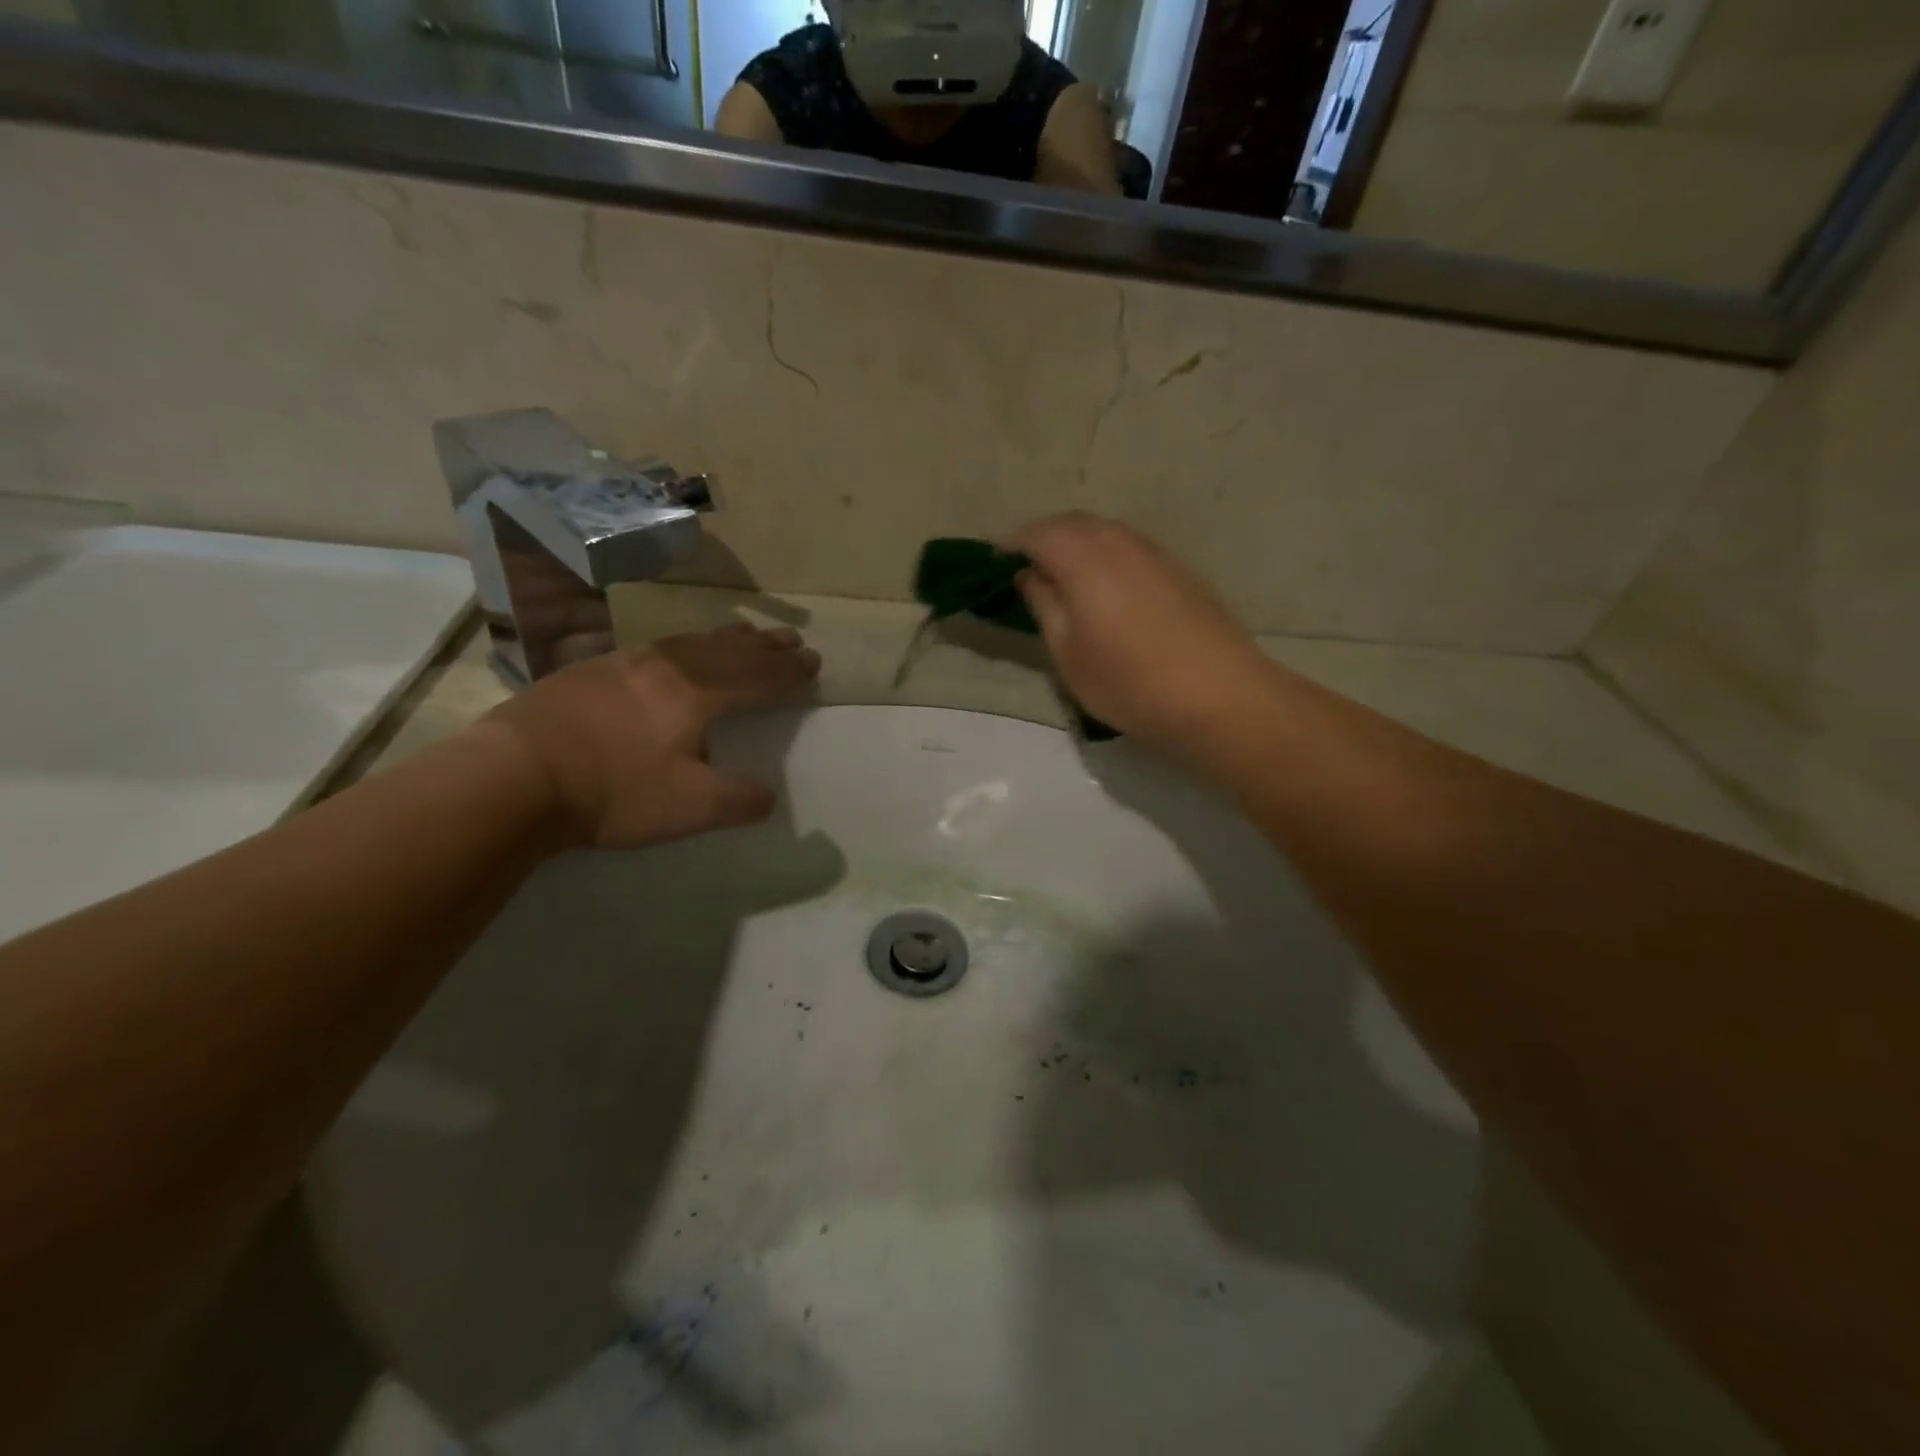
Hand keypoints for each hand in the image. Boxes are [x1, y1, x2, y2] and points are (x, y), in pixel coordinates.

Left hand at [480, 624, 819, 848]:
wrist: (515, 776)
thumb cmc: (613, 791)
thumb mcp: (690, 808)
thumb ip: (738, 801)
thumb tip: (769, 796)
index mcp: (697, 695)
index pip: (756, 679)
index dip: (788, 674)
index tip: (814, 664)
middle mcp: (667, 667)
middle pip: (729, 650)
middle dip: (766, 648)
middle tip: (793, 640)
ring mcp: (625, 663)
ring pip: (692, 642)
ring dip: (728, 639)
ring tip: (749, 634)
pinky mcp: (591, 669)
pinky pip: (658, 647)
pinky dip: (687, 644)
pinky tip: (677, 651)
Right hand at [1011, 513, 1278, 754]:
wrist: (1219, 696)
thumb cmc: (1129, 682)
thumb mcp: (1068, 653)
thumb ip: (1043, 605)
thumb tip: (1029, 575)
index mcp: (1084, 558)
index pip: (1037, 534)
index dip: (1010, 545)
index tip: (994, 564)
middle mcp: (1119, 542)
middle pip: (1071, 524)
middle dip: (1043, 538)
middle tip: (1024, 569)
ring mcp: (1154, 552)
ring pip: (1104, 532)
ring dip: (1076, 544)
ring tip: (1062, 578)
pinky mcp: (1179, 569)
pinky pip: (1129, 547)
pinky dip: (1105, 555)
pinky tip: (1105, 588)